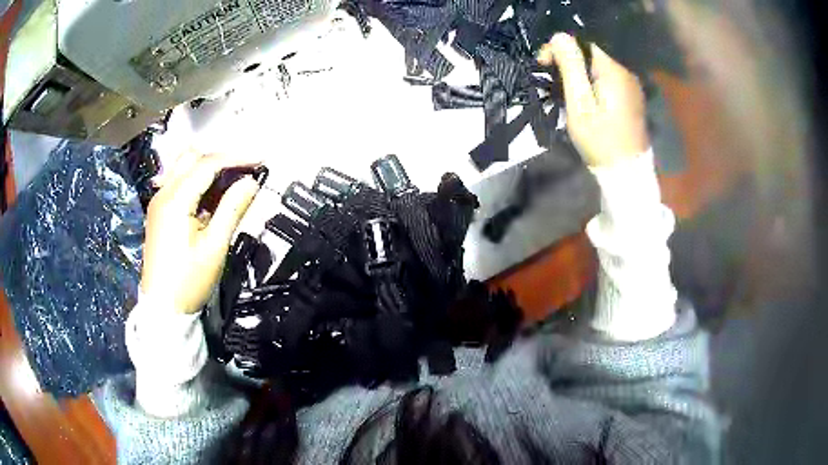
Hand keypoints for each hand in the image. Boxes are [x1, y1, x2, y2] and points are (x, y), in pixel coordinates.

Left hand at [141, 152, 260, 312]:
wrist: (163, 308)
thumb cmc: (189, 280)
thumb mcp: (215, 246)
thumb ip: (232, 208)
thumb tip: (251, 182)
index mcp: (176, 200)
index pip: (208, 164)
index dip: (236, 158)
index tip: (260, 161)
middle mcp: (163, 193)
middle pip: (192, 157)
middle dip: (220, 158)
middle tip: (244, 170)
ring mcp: (158, 202)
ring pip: (182, 167)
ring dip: (206, 167)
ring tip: (229, 180)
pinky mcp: (157, 212)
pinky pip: (177, 182)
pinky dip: (194, 180)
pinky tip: (206, 195)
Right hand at [538, 33, 649, 166]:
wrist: (626, 172)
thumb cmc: (601, 140)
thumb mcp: (579, 104)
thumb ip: (571, 68)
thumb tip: (560, 36)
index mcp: (613, 71)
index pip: (582, 43)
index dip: (560, 50)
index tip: (543, 66)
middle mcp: (625, 73)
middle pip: (591, 55)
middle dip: (568, 63)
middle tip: (551, 83)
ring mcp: (631, 86)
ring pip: (598, 68)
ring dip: (579, 75)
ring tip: (565, 93)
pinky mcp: (632, 98)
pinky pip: (608, 80)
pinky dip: (592, 84)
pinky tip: (585, 100)